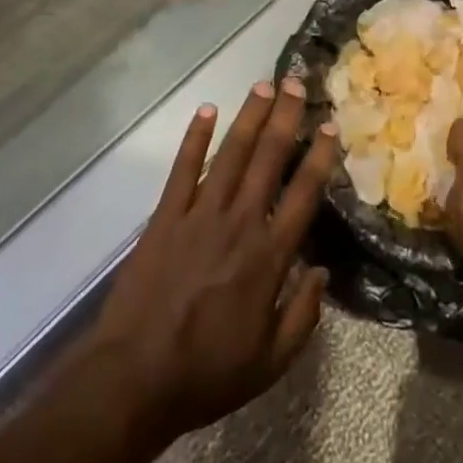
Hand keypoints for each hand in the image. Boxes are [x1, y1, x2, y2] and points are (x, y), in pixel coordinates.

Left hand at [91, 77, 337, 446]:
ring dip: (249, 116)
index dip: (319, 155)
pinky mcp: (165, 218)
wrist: (133, 381)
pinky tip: (205, 110)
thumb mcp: (270, 363)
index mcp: (268, 257)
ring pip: (231, 154)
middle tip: (296, 81)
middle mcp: (239, 223)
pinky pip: (182, 169)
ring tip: (263, 84)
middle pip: (268, 158)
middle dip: (285, 117)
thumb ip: (303, 316)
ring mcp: (199, 215)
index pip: (303, 193)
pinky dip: (194, 138)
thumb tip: (323, 271)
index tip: (329, 124)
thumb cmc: (206, 374)